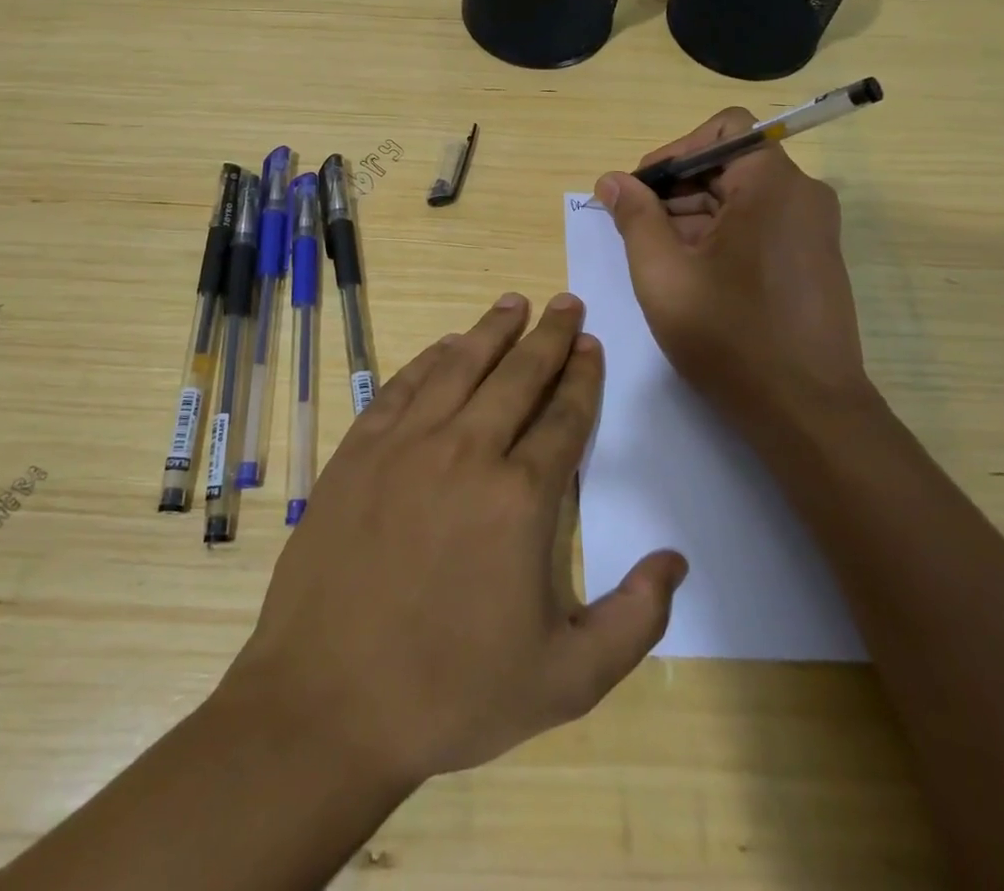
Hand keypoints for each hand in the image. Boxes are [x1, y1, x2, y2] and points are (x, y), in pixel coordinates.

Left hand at [217, 294, 687, 790]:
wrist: (328, 700)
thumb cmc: (451, 692)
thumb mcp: (565, 681)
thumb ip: (635, 620)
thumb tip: (675, 560)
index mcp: (521, 498)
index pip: (564, 417)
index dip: (582, 376)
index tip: (592, 345)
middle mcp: (467, 451)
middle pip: (518, 376)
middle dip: (550, 336)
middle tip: (567, 303)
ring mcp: (407, 444)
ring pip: (460, 366)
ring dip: (492, 330)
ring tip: (515, 301)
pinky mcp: (360, 449)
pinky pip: (404, 385)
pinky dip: (430, 358)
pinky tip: (446, 346)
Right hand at [595, 107, 874, 437]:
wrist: (806, 412)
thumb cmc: (729, 337)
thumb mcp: (663, 274)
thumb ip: (634, 217)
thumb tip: (612, 180)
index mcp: (772, 184)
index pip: (721, 130)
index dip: (673, 152)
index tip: (640, 193)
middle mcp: (802, 194)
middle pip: (729, 163)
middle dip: (676, 189)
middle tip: (636, 230)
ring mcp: (813, 228)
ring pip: (742, 197)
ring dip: (693, 216)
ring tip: (659, 261)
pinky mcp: (813, 258)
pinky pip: (760, 224)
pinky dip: (721, 236)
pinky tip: (692, 276)